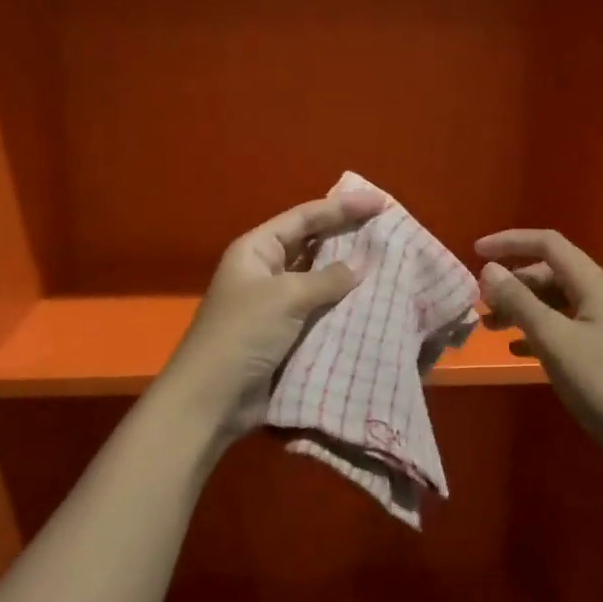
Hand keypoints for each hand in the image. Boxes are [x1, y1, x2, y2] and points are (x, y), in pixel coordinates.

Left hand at [160, 190, 386, 433]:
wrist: (213, 399)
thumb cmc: (243, 334)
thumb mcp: (285, 297)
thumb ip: (328, 278)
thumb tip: (362, 265)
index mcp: (257, 249)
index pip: (305, 217)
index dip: (343, 207)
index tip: (381, 202)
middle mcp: (266, 270)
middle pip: (313, 243)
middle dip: (348, 236)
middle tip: (388, 228)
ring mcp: (276, 303)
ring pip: (320, 278)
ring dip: (349, 273)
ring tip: (389, 262)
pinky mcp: (286, 334)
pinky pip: (321, 310)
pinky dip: (344, 305)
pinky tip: (373, 302)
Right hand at [476, 229, 602, 467]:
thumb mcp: (554, 340)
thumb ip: (520, 302)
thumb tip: (489, 270)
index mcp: (592, 284)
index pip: (548, 243)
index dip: (510, 242)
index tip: (476, 252)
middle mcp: (600, 296)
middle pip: (549, 272)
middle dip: (512, 282)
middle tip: (481, 303)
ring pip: (554, 302)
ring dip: (521, 308)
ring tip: (489, 327)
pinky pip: (562, 328)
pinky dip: (536, 331)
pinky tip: (515, 350)